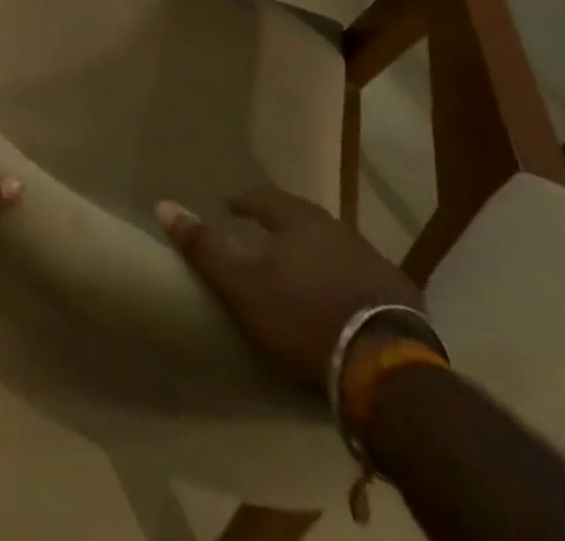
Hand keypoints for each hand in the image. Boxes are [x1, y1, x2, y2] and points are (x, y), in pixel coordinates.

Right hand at [156, 185, 423, 395]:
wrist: (386, 369)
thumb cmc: (302, 318)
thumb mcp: (242, 287)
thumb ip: (204, 247)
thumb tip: (163, 205)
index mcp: (298, 220)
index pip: (263, 196)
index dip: (244, 200)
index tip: (230, 207)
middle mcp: (337, 229)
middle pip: (302, 217)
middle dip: (281, 224)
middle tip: (264, 237)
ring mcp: (373, 260)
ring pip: (335, 245)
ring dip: (316, 252)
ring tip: (301, 270)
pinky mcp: (401, 294)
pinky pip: (364, 276)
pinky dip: (346, 280)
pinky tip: (342, 300)